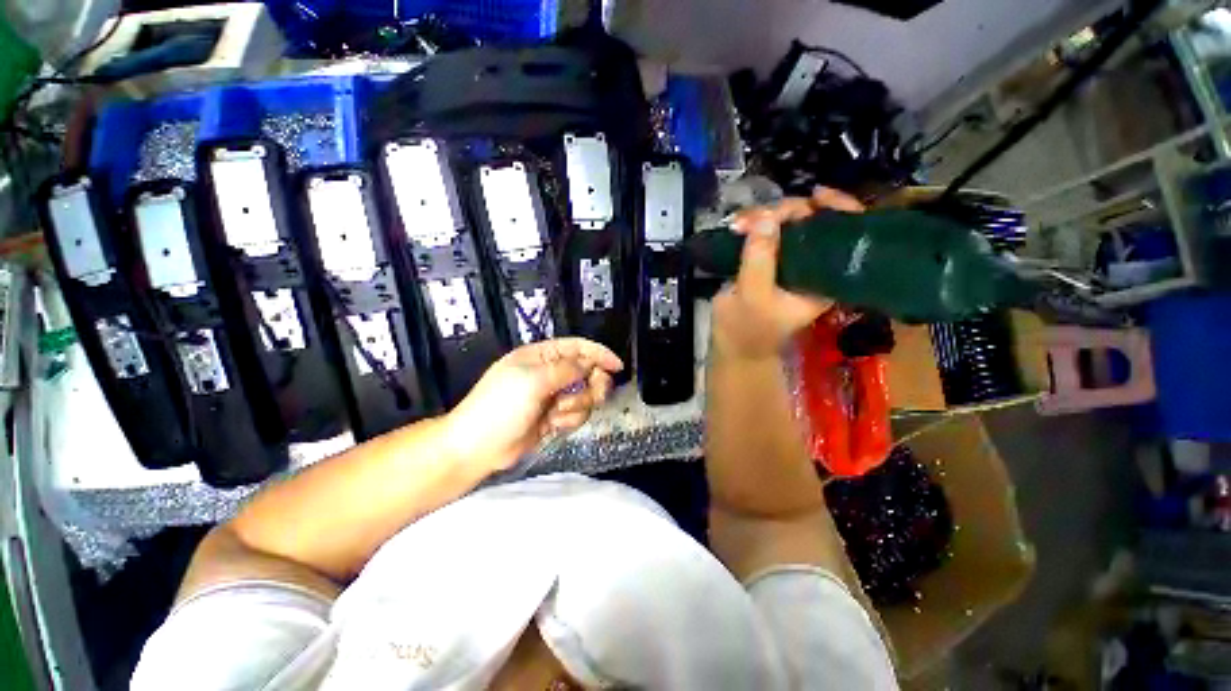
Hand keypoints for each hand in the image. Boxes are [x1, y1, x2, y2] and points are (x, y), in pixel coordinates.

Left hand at [442, 338, 623, 472]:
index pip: (577, 347)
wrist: (478, 447)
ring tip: (558, 413)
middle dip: (592, 384)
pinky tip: (554, 425)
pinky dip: (570, 419)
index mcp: (541, 356)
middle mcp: (549, 373)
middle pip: (586, 371)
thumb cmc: (501, 406)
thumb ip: (567, 369)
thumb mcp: (533, 380)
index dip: (599, 353)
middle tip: (593, 394)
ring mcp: (552, 396)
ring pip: (585, 394)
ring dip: (577, 404)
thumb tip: (590, 365)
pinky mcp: (554, 417)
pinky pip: (576, 413)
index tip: (617, 366)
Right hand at [711, 187, 865, 360]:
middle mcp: (812, 265)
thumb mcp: (753, 296)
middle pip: (812, 221)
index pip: (845, 234)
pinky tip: (737, 225)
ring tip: (736, 225)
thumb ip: (760, 259)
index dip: (838, 208)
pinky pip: (766, 233)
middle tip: (750, 219)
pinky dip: (752, 225)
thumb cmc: (747, 328)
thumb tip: (767, 217)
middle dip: (783, 212)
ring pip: (786, 224)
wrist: (732, 345)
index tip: (814, 195)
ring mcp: (789, 261)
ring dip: (762, 217)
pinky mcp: (769, 261)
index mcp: (824, 278)